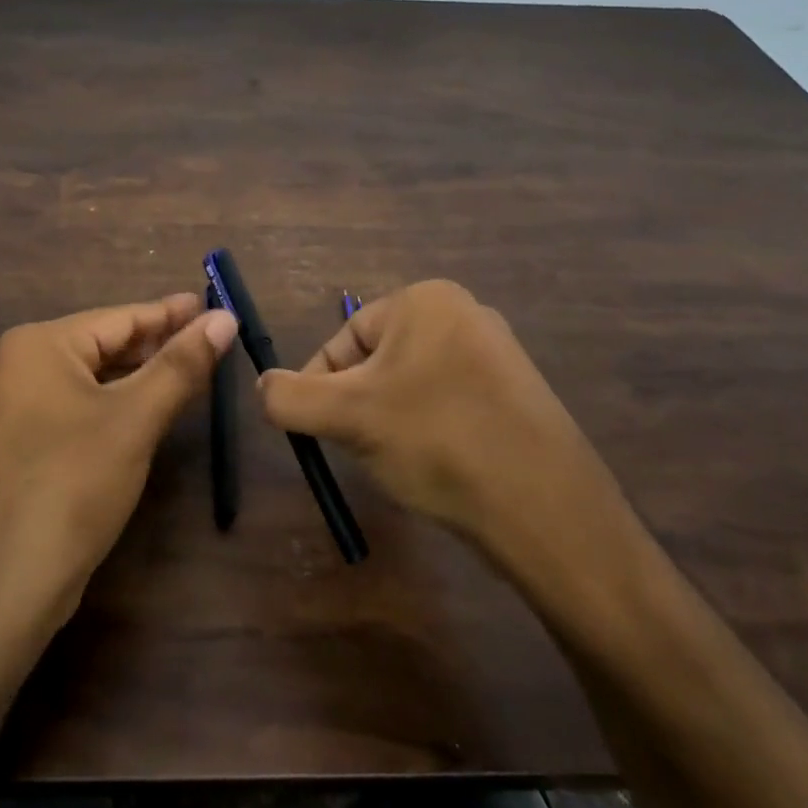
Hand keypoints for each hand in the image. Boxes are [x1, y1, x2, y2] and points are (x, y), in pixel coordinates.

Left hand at [0, 293, 238, 641]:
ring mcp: (12, 407)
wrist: (7, 583)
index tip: (215, 306)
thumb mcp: (135, 419)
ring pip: (91, 378)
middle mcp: (17, 366)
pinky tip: (147, 409)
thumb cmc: (73, 485)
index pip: (119, 318)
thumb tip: (224, 318)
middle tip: (211, 340)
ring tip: (190, 370)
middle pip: (103, 344)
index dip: (172, 313)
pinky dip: (114, 403)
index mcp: (37, 345)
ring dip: (139, 375)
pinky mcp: (17, 443)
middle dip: (157, 344)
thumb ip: (181, 364)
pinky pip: (76, 406)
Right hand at [256, 281, 631, 599]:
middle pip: (376, 362)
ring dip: (391, 423)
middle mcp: (465, 312)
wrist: (543, 507)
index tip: (325, 433)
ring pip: (410, 386)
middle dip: (360, 407)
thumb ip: (288, 397)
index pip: (344, 339)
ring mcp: (497, 353)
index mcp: (425, 300)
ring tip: (405, 461)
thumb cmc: (436, 441)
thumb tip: (263, 386)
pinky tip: (440, 466)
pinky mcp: (515, 394)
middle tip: (366, 449)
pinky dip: (430, 432)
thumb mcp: (346, 417)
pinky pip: (448, 403)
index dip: (322, 388)